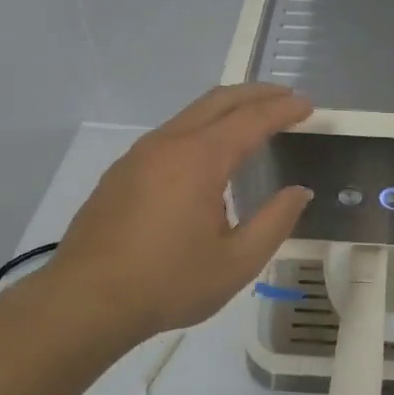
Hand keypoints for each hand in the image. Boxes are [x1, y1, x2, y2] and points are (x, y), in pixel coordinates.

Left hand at [46, 83, 313, 344]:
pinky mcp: (121, 172)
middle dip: (256, 93)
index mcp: (199, 159)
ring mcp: (139, 155)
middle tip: (286, 98)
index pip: (251, 119)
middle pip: (218, 100)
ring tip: (253, 121)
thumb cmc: (168, 283)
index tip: (308, 106)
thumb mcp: (237, 262)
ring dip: (227, 109)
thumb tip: (299, 192)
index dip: (283, 110)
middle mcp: (168, 144)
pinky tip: (209, 156)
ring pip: (190, 115)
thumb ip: (275, 221)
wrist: (85, 301)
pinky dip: (201, 129)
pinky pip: (170, 135)